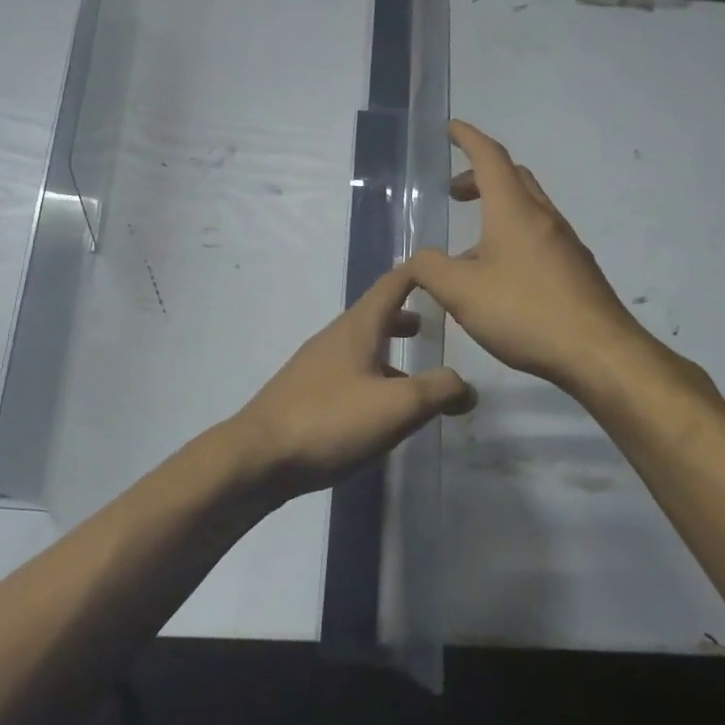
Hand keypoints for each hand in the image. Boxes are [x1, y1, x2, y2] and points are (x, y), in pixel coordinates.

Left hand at [227, 262, 474, 498]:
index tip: (445, 267)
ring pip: (362, 348)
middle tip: (435, 325)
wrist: (258, 457)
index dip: (419, 273)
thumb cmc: (330, 420)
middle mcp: (334, 338)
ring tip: (417, 376)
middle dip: (405, 316)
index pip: (392, 284)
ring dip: (390, 353)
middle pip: (375, 316)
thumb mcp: (396, 406)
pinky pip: (348, 375)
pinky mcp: (305, 394)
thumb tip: (466, 386)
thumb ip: (437, 391)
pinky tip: (381, 412)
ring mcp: (316, 366)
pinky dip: (373, 379)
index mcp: (357, 328)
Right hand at [414, 122, 679, 395]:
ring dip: (495, 211)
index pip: (490, 157)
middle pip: (512, 178)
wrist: (599, 353)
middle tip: (454, 193)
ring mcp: (564, 244)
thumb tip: (418, 259)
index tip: (451, 129)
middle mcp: (542, 217)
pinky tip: (497, 279)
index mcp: (514, 210)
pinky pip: (537, 237)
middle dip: (480, 176)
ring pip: (526, 209)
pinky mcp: (575, 270)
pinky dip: (511, 238)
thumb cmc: (525, 312)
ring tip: (466, 249)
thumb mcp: (461, 292)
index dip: (468, 138)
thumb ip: (430, 269)